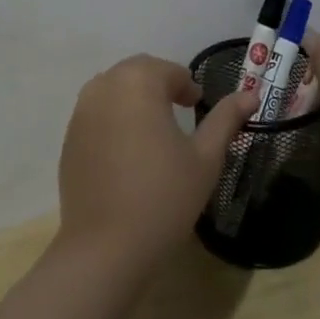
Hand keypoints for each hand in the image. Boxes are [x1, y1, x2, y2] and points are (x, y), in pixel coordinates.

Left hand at [56, 55, 257, 271]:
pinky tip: (127, 151)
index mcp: (139, 82)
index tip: (198, 105)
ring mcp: (82, 112)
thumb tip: (250, 94)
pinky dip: (114, 117)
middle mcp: (105, 86)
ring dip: (135, 97)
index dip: (187, 85)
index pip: (168, 70)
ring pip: (113, 88)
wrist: (105, 248)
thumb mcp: (205, 158)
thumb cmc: (164, 197)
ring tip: (154, 129)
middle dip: (160, 84)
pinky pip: (96, 113)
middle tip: (180, 110)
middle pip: (137, 71)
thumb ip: (226, 119)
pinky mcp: (69, 138)